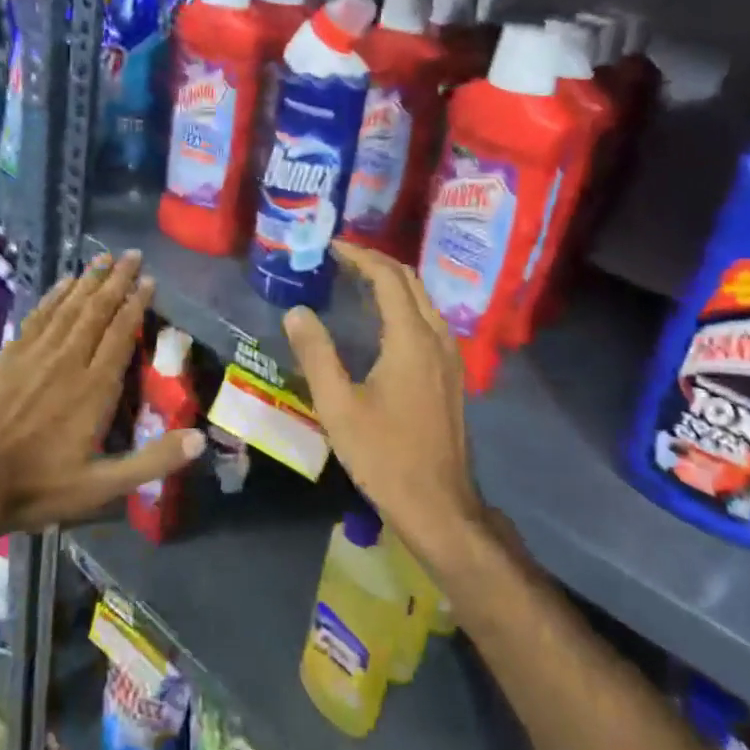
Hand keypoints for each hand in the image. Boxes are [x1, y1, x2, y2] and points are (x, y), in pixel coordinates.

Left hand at [0, 250, 201, 532]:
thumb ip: (151, 462)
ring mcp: (34, 355)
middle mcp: (67, 361)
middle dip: (116, 280)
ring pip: (67, 307)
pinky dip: (54, 296)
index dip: (136, 304)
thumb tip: (199, 439)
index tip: (149, 280)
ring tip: (104, 258)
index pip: (120, 334)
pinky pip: (37, 316)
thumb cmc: (39, 487)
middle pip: (96, 310)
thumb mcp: (101, 487)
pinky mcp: (7, 357)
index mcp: (94, 388)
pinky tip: (63, 283)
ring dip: (88, 280)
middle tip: (132, 255)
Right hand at [282, 242, 485, 564]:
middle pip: (409, 281)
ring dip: (390, 282)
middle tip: (338, 259)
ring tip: (354, 282)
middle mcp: (437, 337)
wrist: (438, 503)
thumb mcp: (338, 406)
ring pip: (422, 299)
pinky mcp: (451, 373)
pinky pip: (427, 320)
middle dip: (375, 263)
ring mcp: (449, 356)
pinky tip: (379, 321)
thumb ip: (316, 353)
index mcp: (411, 338)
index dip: (359, 256)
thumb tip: (297, 311)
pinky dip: (402, 305)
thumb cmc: (384, 455)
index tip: (330, 246)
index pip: (387, 277)